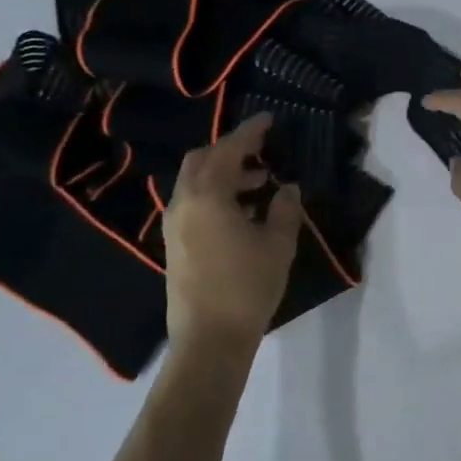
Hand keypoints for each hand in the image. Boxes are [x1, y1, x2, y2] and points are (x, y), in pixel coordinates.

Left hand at [163, 115, 302, 357]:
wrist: (208, 340)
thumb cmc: (247, 287)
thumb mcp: (278, 245)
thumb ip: (285, 209)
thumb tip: (287, 188)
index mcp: (207, 196)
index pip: (228, 150)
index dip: (250, 132)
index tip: (269, 119)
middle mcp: (183, 203)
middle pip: (202, 160)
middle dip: (230, 151)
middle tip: (261, 153)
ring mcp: (173, 225)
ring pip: (195, 182)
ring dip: (223, 174)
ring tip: (259, 184)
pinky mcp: (174, 244)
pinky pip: (192, 203)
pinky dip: (214, 195)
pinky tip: (241, 212)